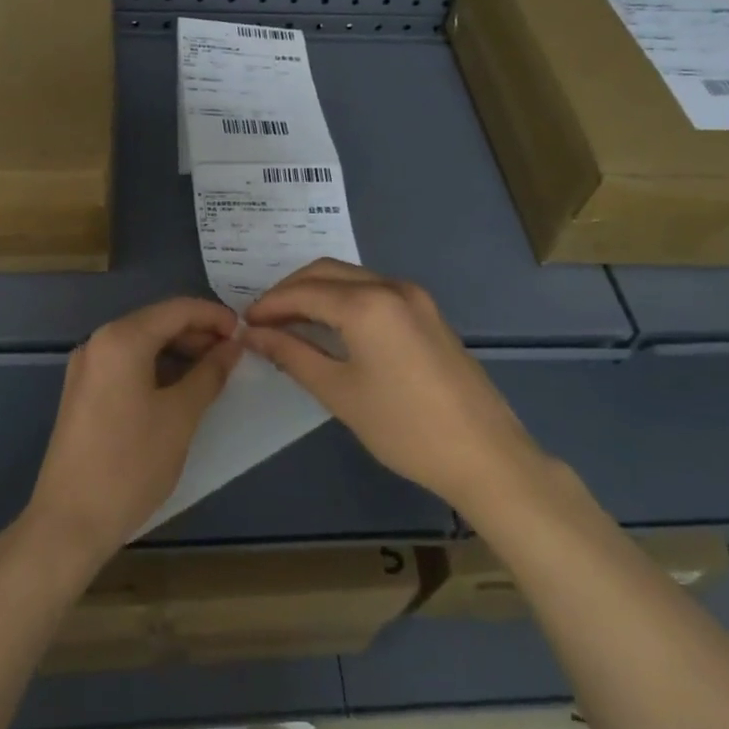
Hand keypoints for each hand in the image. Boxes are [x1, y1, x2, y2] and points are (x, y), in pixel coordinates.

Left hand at [23, 297, 242, 572]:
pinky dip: (157, 367)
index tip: (245, 333)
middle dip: (198, 333)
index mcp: (121, 339)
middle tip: (234, 355)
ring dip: (179, 351)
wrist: (70, 520)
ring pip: (142, 343)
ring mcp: (87, 367)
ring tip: (214, 372)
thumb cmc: (131, 464)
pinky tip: (181, 387)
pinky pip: (126, 363)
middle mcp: (98, 342)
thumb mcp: (180, 416)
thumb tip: (232, 347)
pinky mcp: (83, 391)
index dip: (214, 316)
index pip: (177, 309)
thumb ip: (210, 374)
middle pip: (157, 322)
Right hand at [242, 260, 540, 516]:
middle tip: (263, 321)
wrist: (485, 455)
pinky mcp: (428, 313)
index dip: (269, 305)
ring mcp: (415, 297)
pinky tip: (330, 327)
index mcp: (367, 304)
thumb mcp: (339, 392)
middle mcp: (392, 287)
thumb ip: (293, 355)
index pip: (303, 291)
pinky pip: (374, 291)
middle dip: (289, 291)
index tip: (244, 324)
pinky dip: (344, 300)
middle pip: (326, 273)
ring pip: (352, 279)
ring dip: (317, 293)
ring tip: (289, 324)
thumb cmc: (404, 428)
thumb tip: (254, 335)